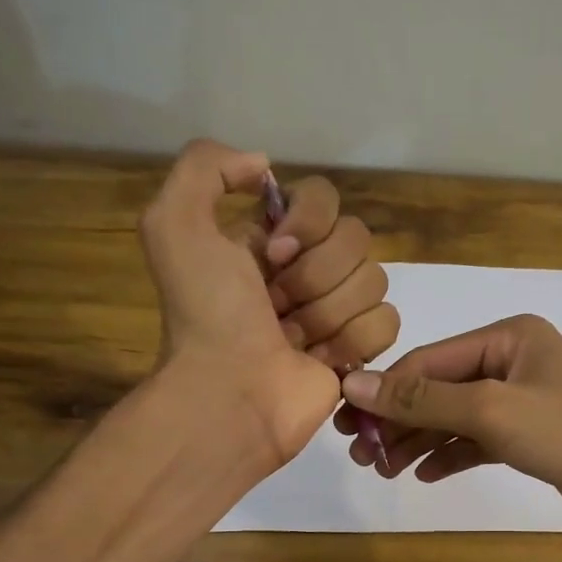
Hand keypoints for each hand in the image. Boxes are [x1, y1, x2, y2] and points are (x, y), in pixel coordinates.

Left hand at [140, 140, 396, 464]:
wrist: (230, 394)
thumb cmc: (207, 315)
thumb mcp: (174, 224)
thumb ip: (205, 167)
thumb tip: (266, 168)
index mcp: (271, 239)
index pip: (324, 198)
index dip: (307, 222)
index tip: (273, 255)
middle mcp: (307, 270)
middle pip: (356, 239)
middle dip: (314, 276)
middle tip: (276, 308)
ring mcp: (337, 312)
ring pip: (374, 280)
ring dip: (328, 313)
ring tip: (292, 340)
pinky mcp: (358, 351)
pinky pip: (387, 321)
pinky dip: (354, 341)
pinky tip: (321, 361)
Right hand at [334, 314, 561, 543]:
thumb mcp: (491, 410)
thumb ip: (423, 399)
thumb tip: (356, 384)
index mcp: (507, 336)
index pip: (428, 361)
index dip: (386, 392)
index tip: (349, 424)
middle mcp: (511, 361)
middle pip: (438, 388)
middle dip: (399, 420)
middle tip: (361, 453)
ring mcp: (521, 401)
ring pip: (454, 417)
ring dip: (418, 441)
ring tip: (383, 469)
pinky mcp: (528, 438)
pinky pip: (475, 441)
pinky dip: (449, 455)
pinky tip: (422, 474)